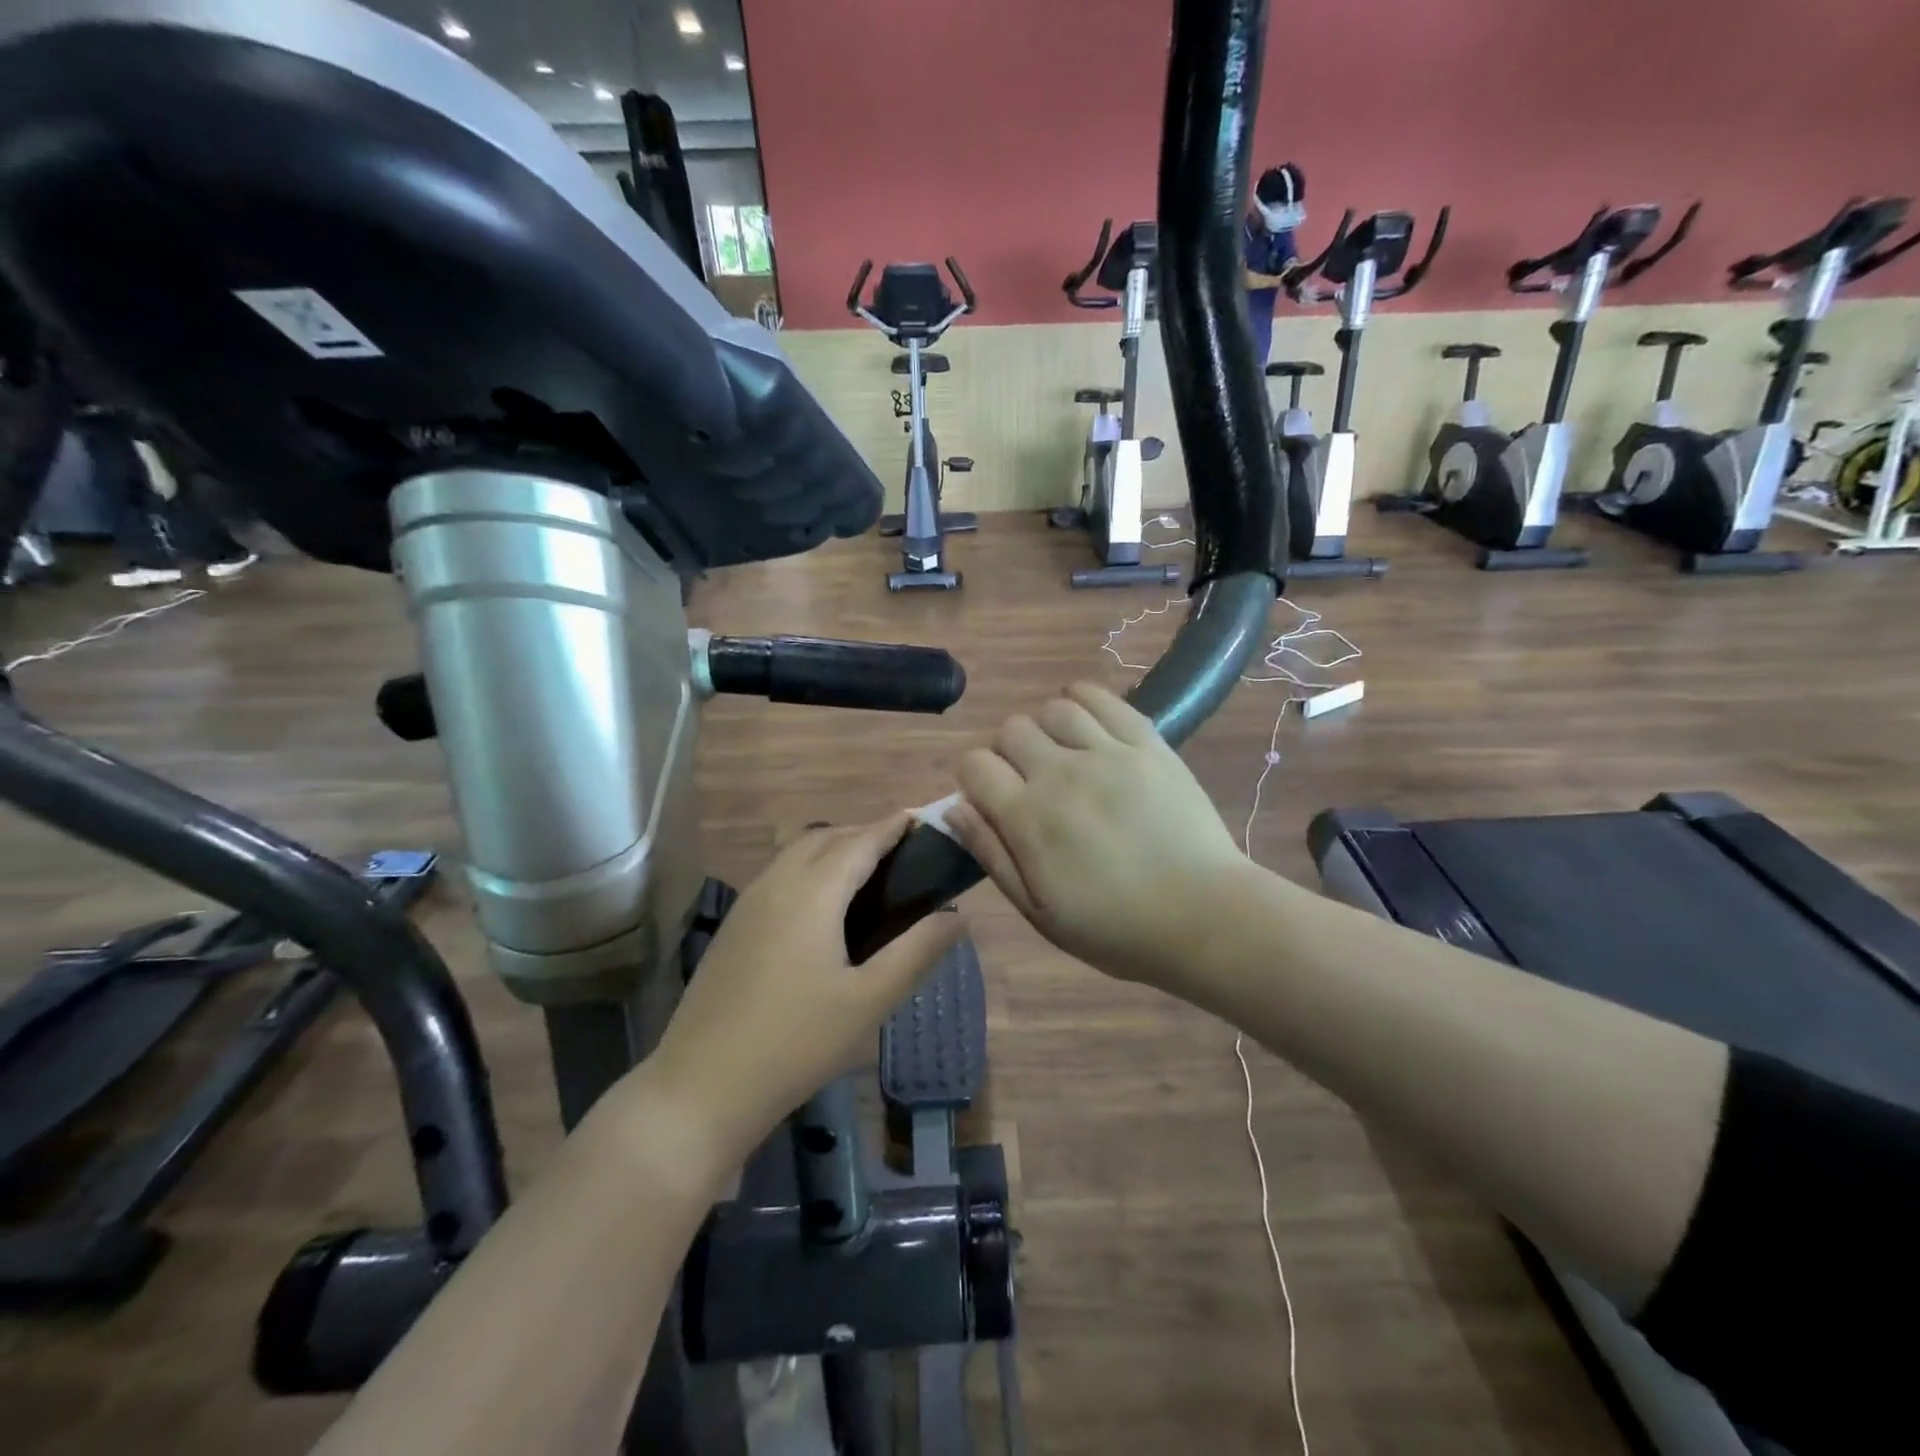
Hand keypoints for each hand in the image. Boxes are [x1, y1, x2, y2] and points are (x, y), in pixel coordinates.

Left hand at [643, 815, 964, 1166]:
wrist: (701, 1087)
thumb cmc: (796, 1043)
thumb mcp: (869, 1001)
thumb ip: (917, 952)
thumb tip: (958, 917)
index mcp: (813, 893)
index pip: (860, 841)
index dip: (892, 826)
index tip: (922, 820)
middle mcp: (777, 883)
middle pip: (826, 837)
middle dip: (865, 833)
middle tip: (904, 853)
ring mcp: (749, 903)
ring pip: (797, 853)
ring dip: (834, 848)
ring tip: (869, 875)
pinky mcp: (734, 926)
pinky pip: (780, 874)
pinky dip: (810, 868)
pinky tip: (823, 907)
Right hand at [948, 683, 1250, 987]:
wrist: (1204, 917)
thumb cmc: (1116, 928)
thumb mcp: (1039, 912)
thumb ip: (992, 854)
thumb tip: (954, 808)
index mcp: (1029, 818)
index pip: (974, 765)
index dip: (974, 779)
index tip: (992, 800)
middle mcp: (1061, 774)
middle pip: (1011, 730)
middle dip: (1008, 752)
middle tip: (1031, 782)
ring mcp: (1108, 753)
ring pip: (1055, 708)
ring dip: (1047, 728)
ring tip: (1062, 753)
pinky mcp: (1148, 744)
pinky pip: (1105, 700)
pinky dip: (1085, 699)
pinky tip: (1085, 719)